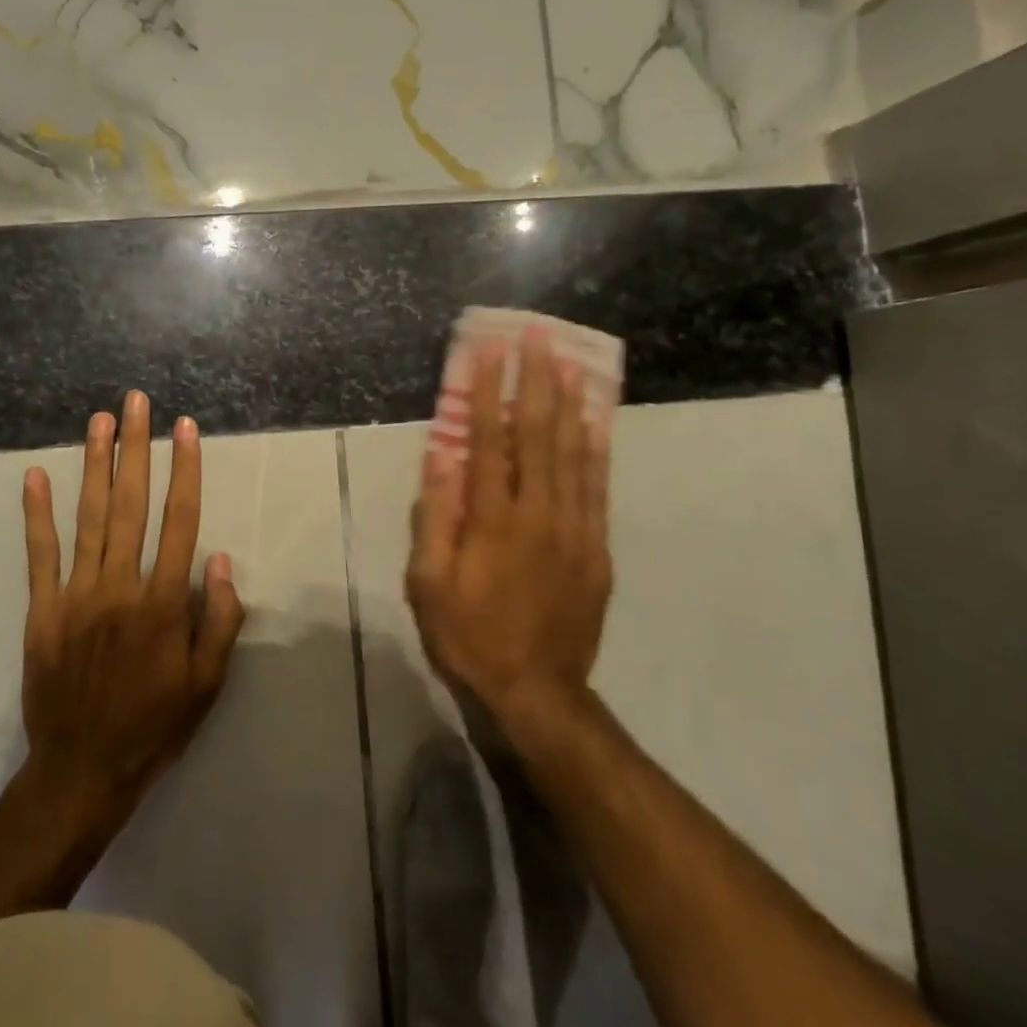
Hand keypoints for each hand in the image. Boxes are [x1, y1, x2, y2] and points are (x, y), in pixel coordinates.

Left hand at [19, 390, 245, 824]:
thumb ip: (219, 618)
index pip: (179, 520)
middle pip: (131, 504)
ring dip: (95, 465)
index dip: (185, 470)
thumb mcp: (207, 683)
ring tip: (100, 421)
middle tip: (136, 402)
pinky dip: (38, 515)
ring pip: (89, 518)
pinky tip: (36, 476)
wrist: (83, 771)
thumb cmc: (155, 726)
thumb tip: (217, 558)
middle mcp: (120, 587)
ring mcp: (76, 596)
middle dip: (136, 448)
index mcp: (164, 603)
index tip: (186, 429)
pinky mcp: (42, 612)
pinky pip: (40, 555)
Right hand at [405, 327, 613, 731]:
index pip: (490, 441)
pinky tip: (596, 420)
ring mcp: (575, 529)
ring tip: (569, 361)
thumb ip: (435, 516)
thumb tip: (441, 456)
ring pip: (575, 453)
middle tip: (538, 336)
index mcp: (493, 521)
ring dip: (569, 402)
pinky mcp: (597, 547)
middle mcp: (539, 514)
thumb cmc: (468, 635)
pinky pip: (598, 486)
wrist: (535, 691)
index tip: (489, 350)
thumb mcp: (429, 582)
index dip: (489, 392)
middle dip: (536, 380)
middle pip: (539, 434)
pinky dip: (597, 448)